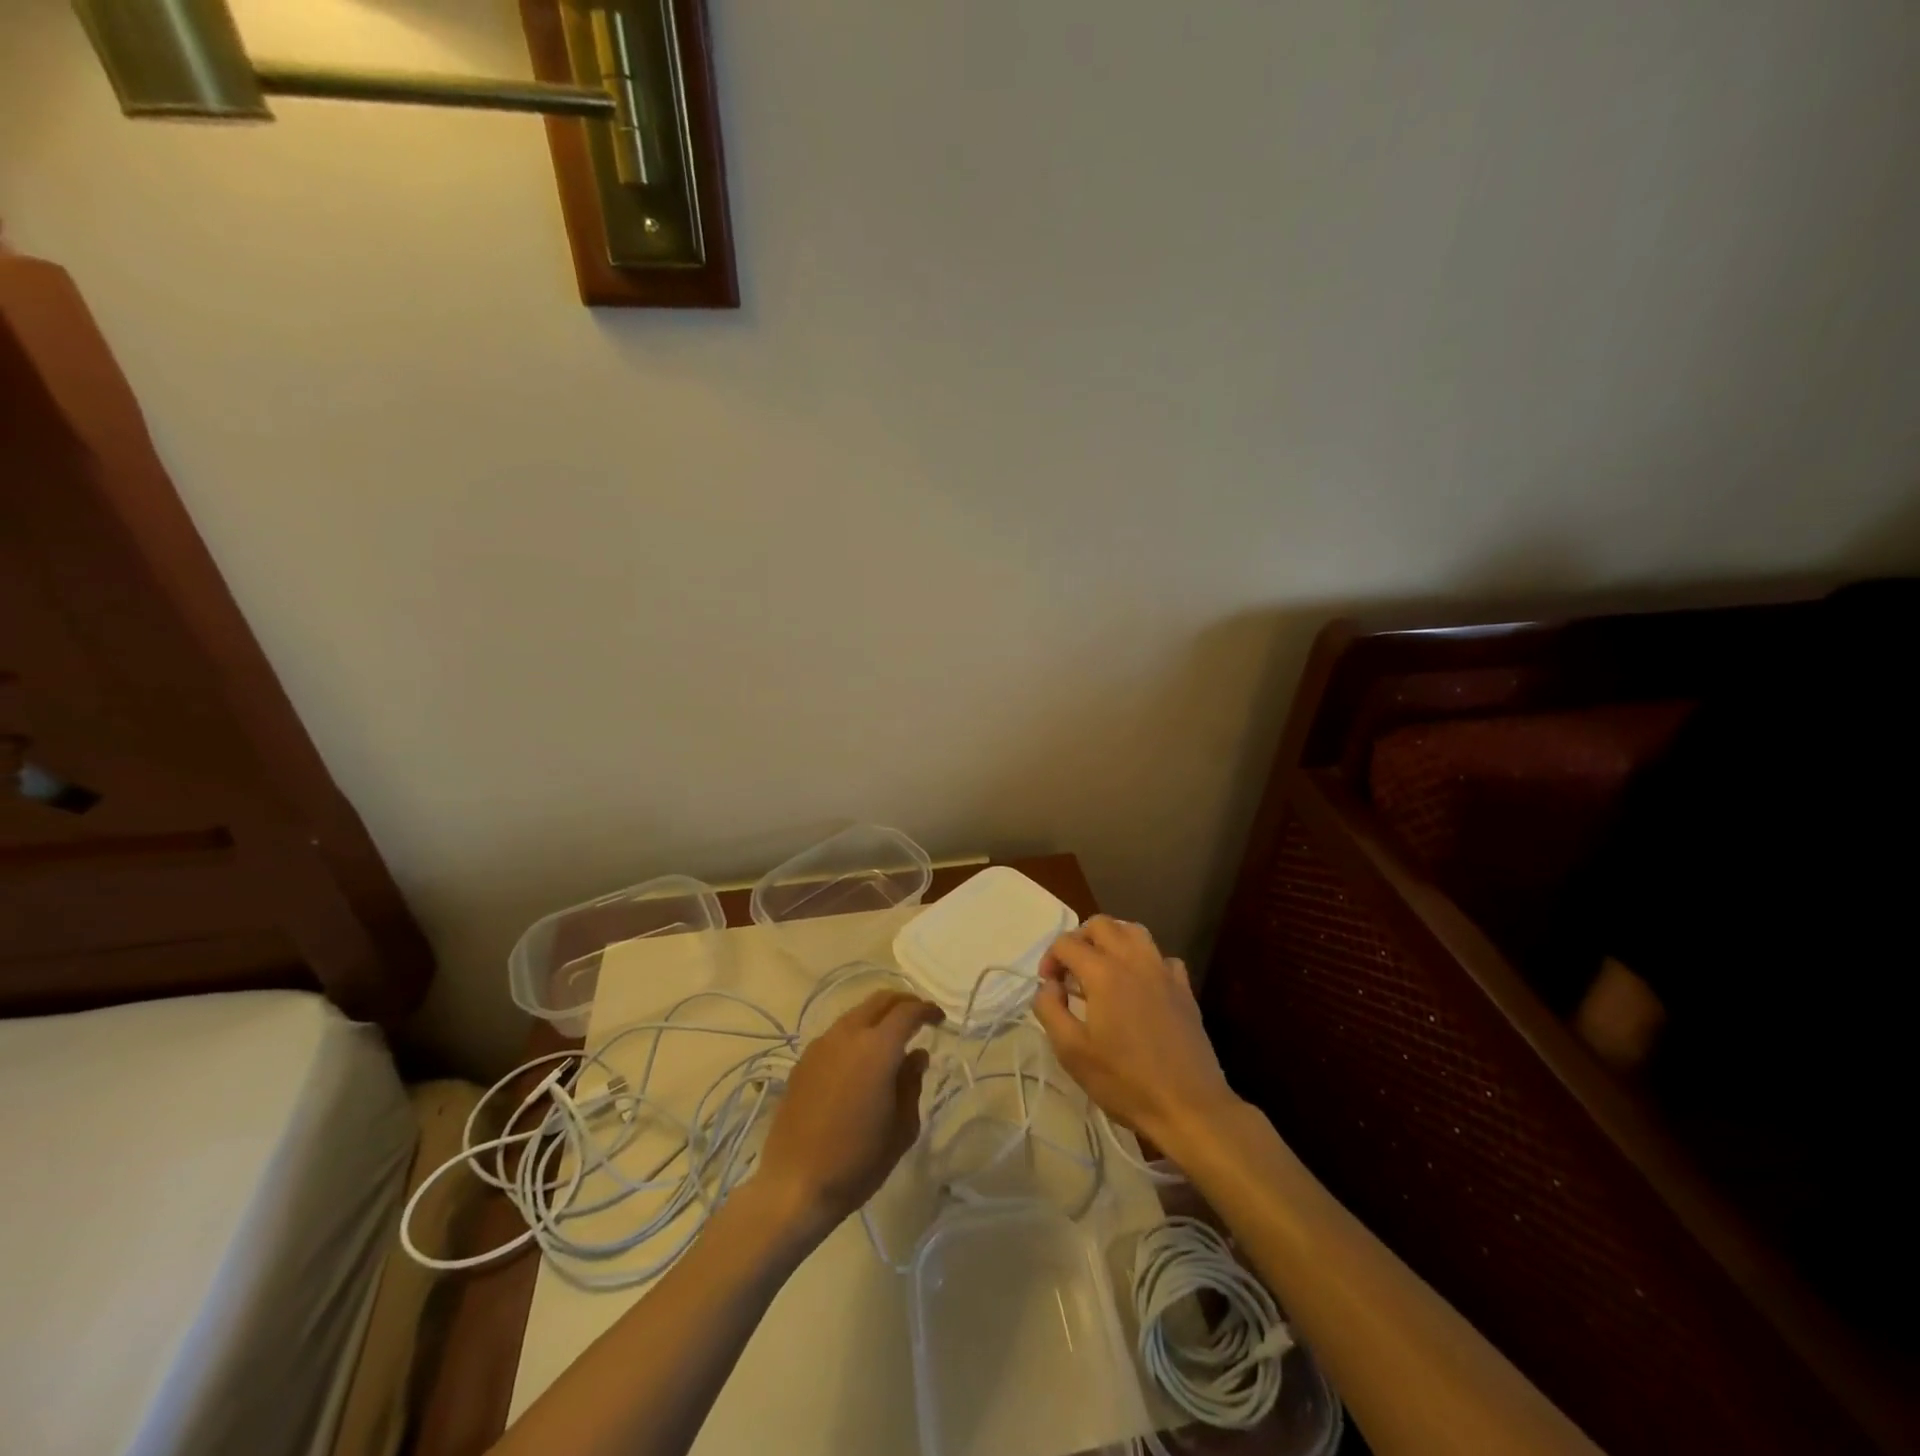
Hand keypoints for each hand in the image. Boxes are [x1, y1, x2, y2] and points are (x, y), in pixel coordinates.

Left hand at [755, 991, 942, 1236]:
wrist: (794, 1185)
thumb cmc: (857, 1161)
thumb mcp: (901, 1128)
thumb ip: (912, 1083)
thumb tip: (916, 1055)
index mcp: (877, 1048)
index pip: (907, 1012)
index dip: (926, 1010)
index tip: (939, 1019)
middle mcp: (847, 1035)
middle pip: (879, 1000)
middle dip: (903, 1002)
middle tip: (919, 1017)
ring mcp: (821, 1046)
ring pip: (856, 1014)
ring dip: (877, 1017)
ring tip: (891, 1038)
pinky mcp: (803, 1062)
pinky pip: (836, 1034)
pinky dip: (856, 1034)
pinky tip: (861, 1060)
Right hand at [1033, 916, 1240, 1153]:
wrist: (1189, 1107)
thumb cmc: (1125, 1081)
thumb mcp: (1072, 1052)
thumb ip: (1050, 1010)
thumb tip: (1049, 986)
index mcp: (1103, 973)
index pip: (1067, 943)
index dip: (1050, 959)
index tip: (1049, 988)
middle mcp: (1134, 960)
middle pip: (1101, 924)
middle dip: (1079, 939)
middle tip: (1071, 970)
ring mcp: (1164, 971)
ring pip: (1134, 932)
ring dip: (1112, 940)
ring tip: (1102, 968)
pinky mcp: (1185, 989)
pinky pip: (1161, 957)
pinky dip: (1144, 961)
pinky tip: (1140, 986)